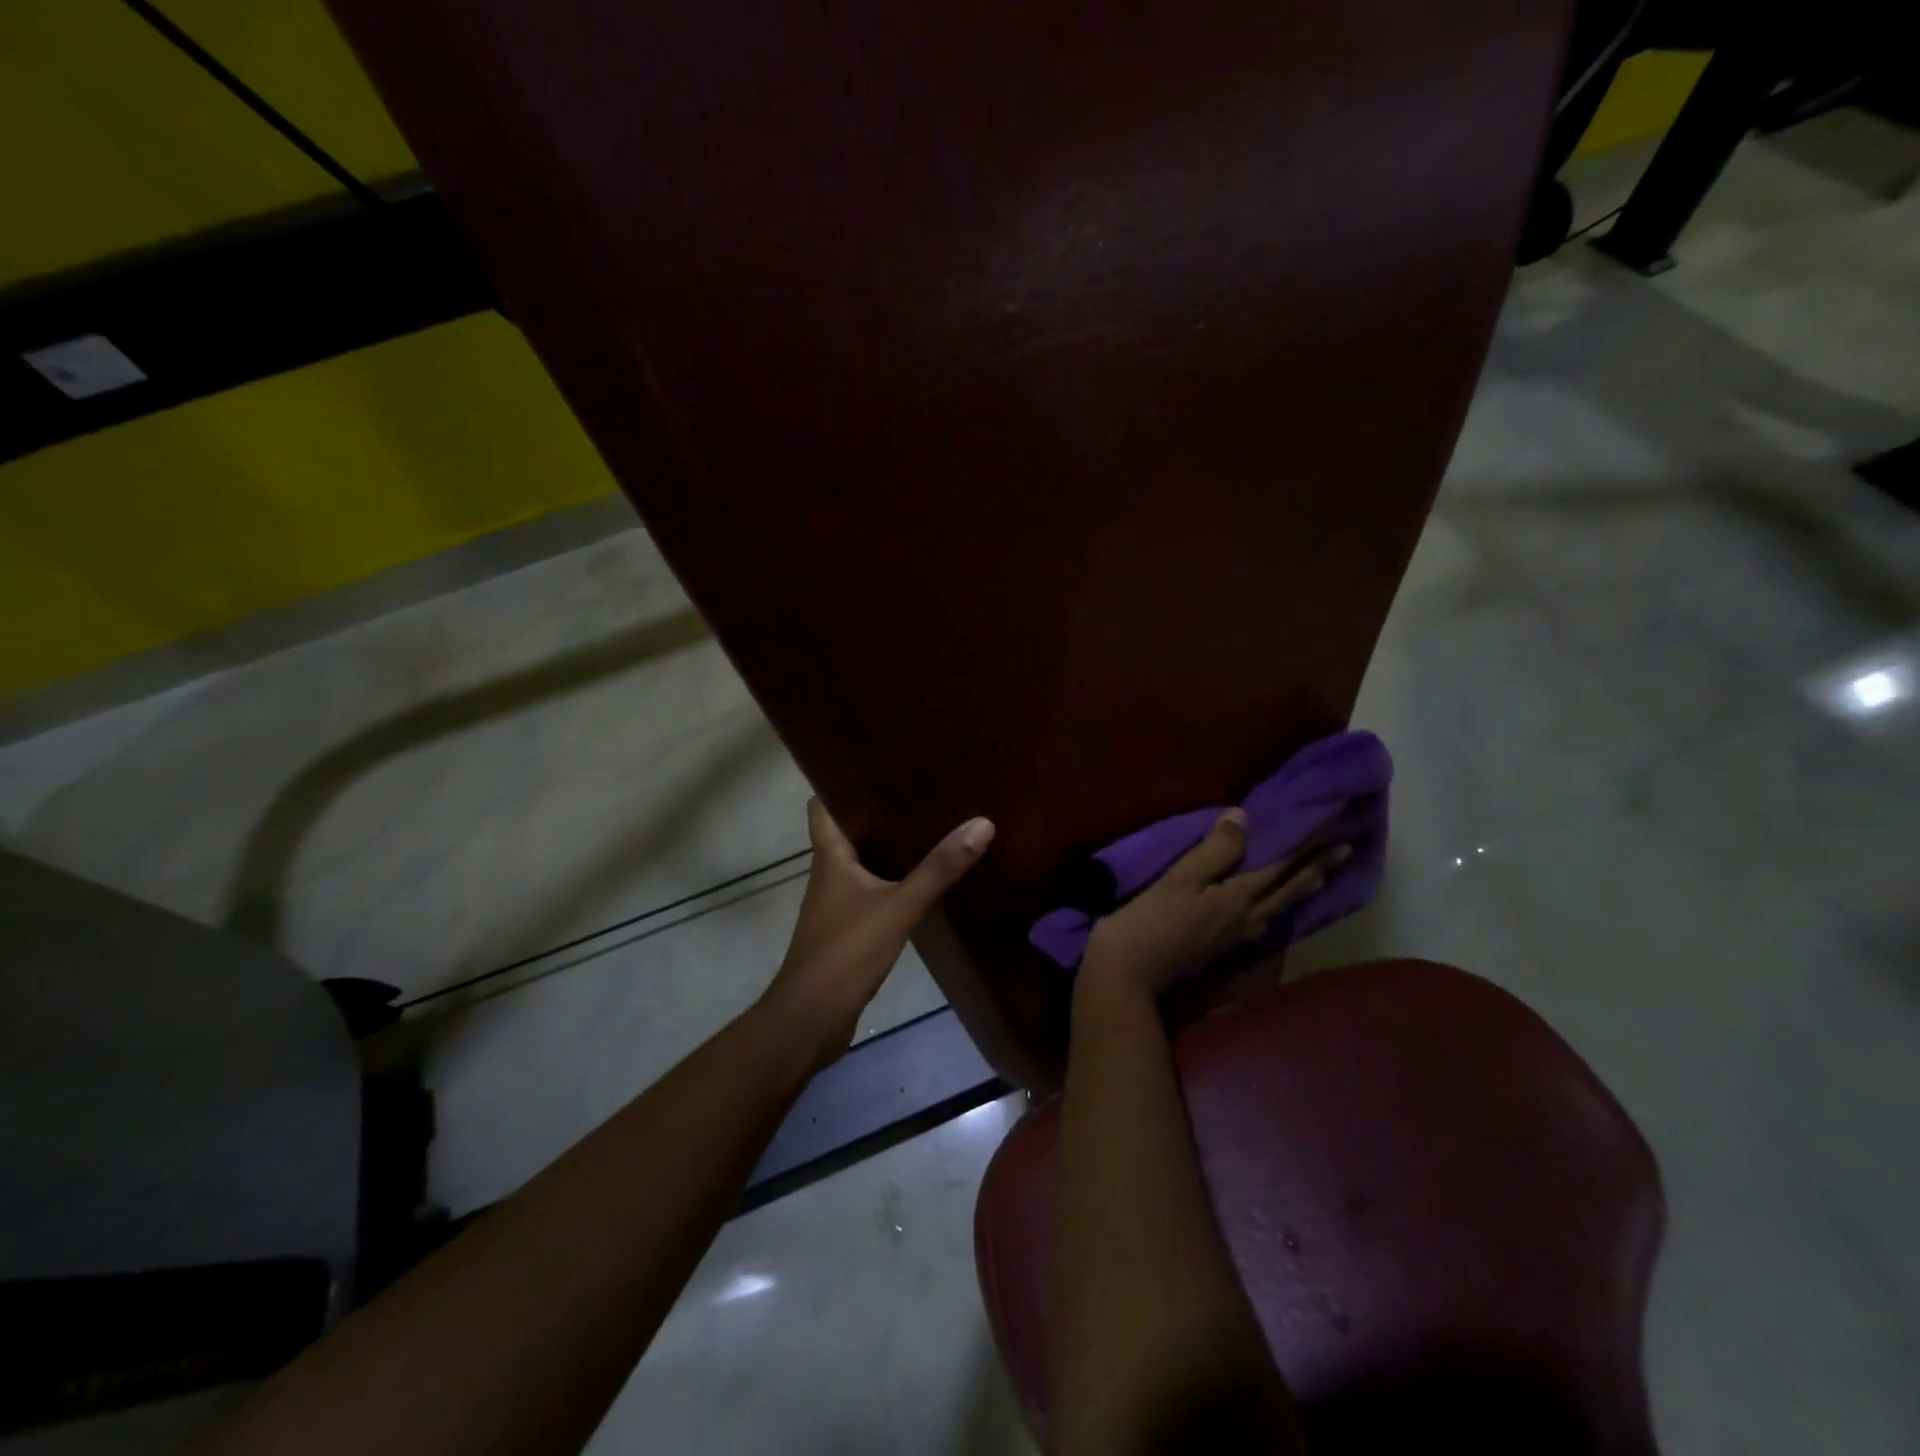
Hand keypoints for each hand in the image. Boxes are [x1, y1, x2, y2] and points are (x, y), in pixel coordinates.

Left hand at [764, 798, 993, 1065]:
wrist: (811, 1019)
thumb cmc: (845, 953)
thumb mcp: (898, 907)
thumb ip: (938, 869)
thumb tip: (981, 824)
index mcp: (830, 856)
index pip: (823, 804)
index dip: (841, 780)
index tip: (878, 762)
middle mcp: (830, 872)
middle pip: (849, 828)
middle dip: (879, 809)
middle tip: (921, 788)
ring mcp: (838, 902)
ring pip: (864, 860)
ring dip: (890, 844)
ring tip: (932, 823)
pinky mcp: (850, 927)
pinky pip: (874, 889)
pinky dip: (895, 878)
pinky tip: (926, 878)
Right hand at [1081, 809, 1347, 999]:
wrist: (1127, 974)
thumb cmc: (1149, 921)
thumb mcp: (1179, 879)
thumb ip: (1213, 851)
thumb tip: (1243, 817)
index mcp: (1237, 899)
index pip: (1281, 869)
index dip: (1308, 851)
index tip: (1336, 836)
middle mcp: (1245, 919)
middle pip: (1287, 892)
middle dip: (1315, 870)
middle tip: (1343, 852)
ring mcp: (1233, 938)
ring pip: (1276, 909)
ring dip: (1300, 890)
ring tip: (1316, 878)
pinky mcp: (1219, 948)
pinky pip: (1261, 923)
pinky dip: (1275, 908)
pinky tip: (1269, 911)